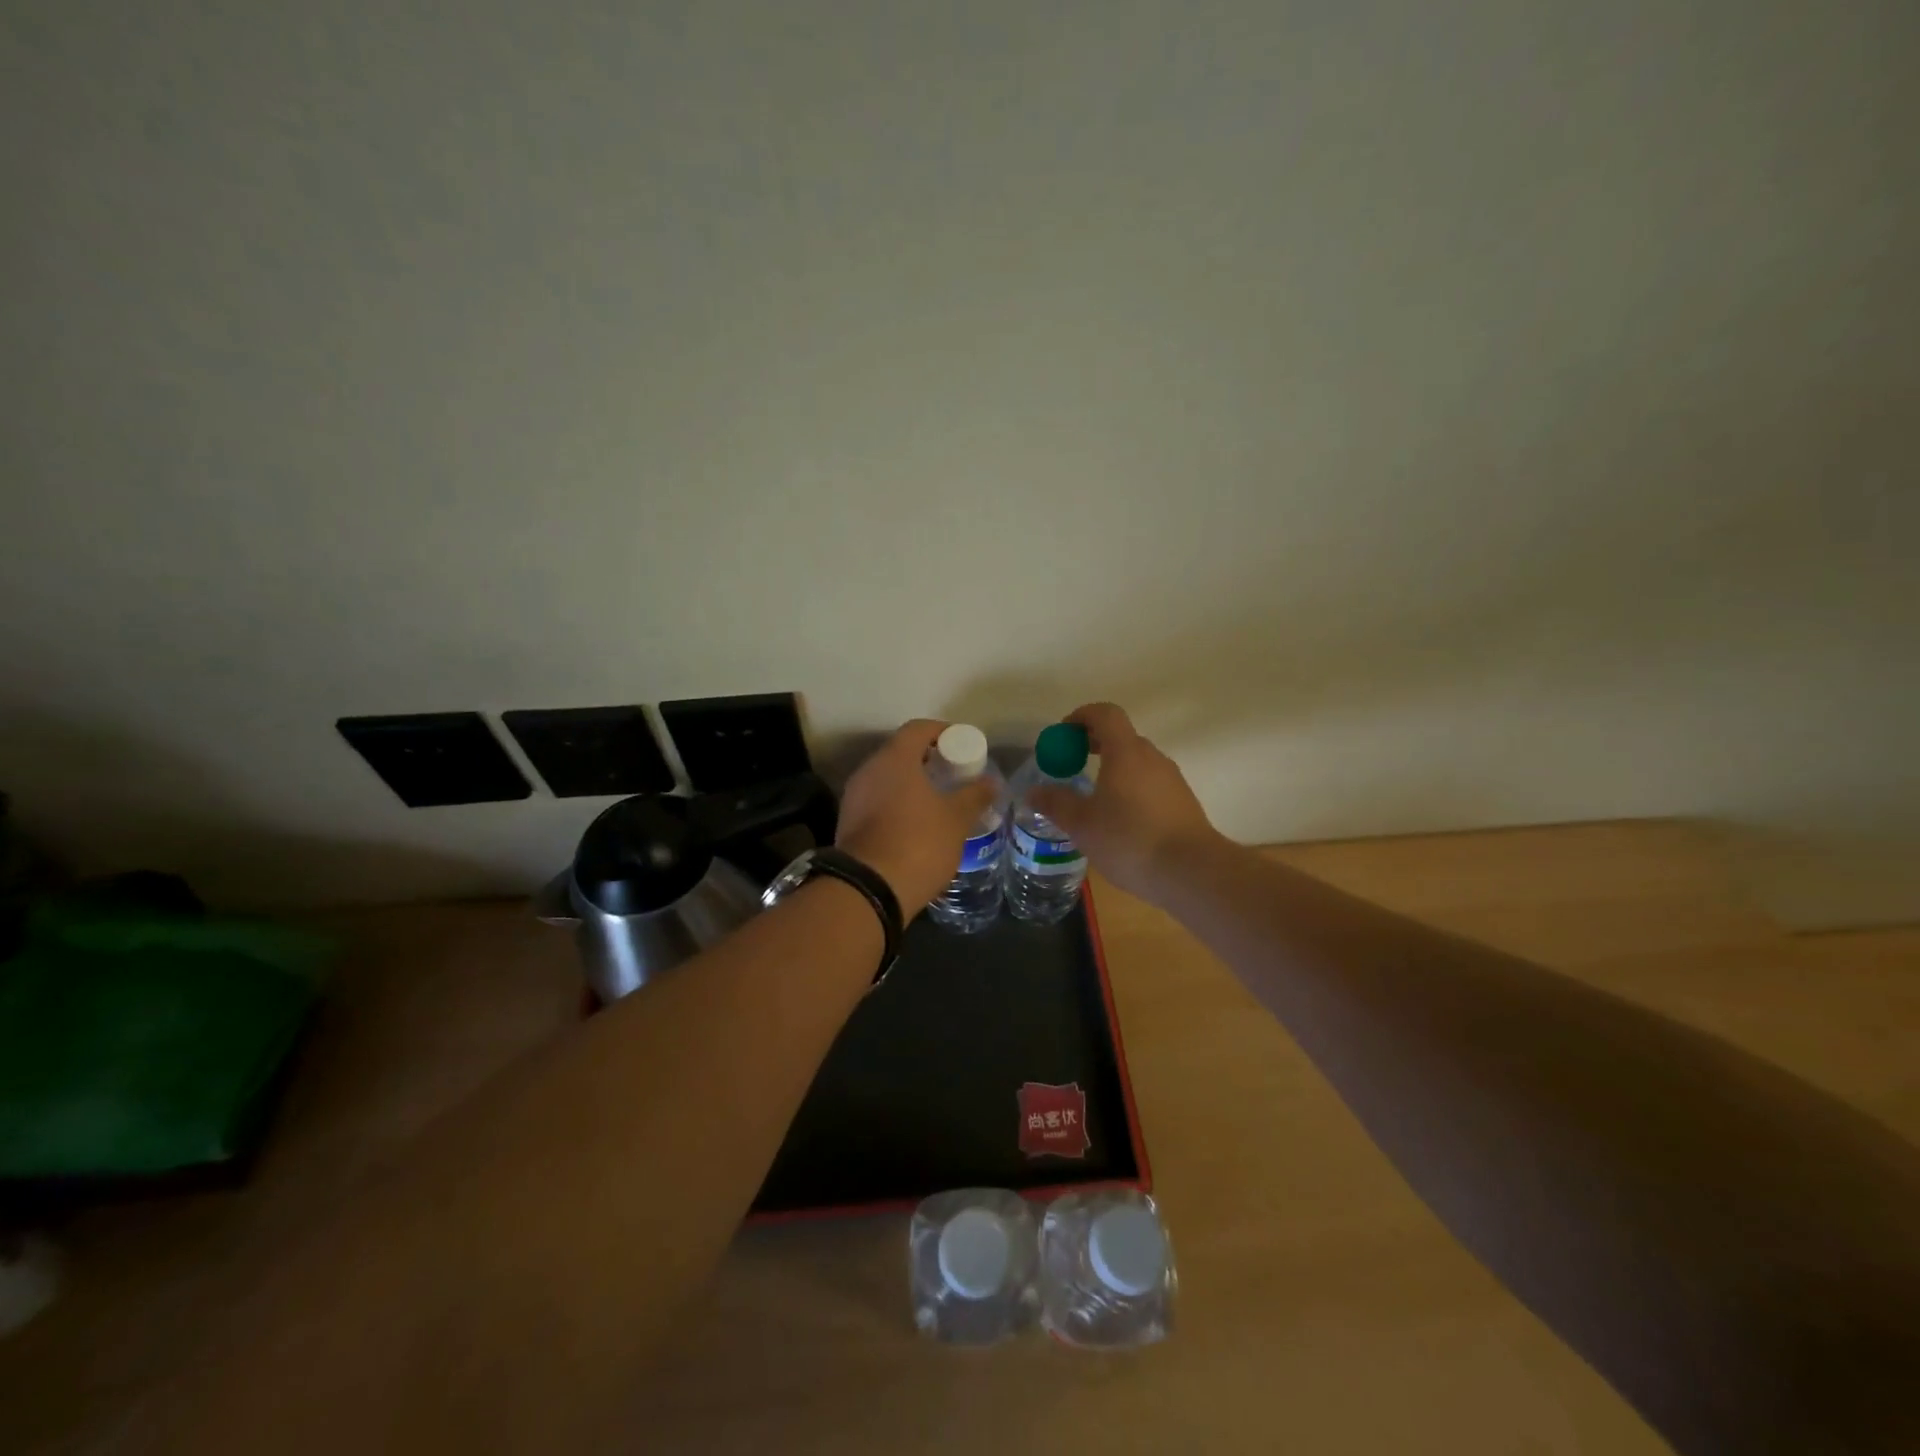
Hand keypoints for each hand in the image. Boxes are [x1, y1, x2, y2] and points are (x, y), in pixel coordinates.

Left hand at [837, 720, 997, 914]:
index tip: (963, 745)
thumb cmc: (918, 843)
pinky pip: (877, 800)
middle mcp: (869, 769)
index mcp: (895, 759)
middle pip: (900, 751)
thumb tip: (991, 782)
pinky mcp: (848, 821)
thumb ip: (974, 796)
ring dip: (911, 783)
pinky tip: (916, 824)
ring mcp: (854, 796)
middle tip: (953, 774)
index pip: (919, 728)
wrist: (869, 889)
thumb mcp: (956, 820)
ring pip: (887, 777)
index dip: (943, 731)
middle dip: (928, 759)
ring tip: (938, 800)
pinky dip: (897, 803)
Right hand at [1028, 703, 1223, 902]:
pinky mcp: (1183, 802)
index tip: (1063, 735)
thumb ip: (1056, 804)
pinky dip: (1131, 789)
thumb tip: (1034, 792)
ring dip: (1113, 769)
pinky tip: (1120, 821)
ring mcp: (1172, 779)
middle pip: (1121, 736)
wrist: (1191, 872)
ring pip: (1137, 762)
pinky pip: (1150, 783)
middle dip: (1094, 744)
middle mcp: (1152, 758)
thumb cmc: (1130, 840)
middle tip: (1071, 765)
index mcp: (1126, 752)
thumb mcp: (1082, 825)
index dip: (1081, 716)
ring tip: (1093, 798)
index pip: (1105, 714)